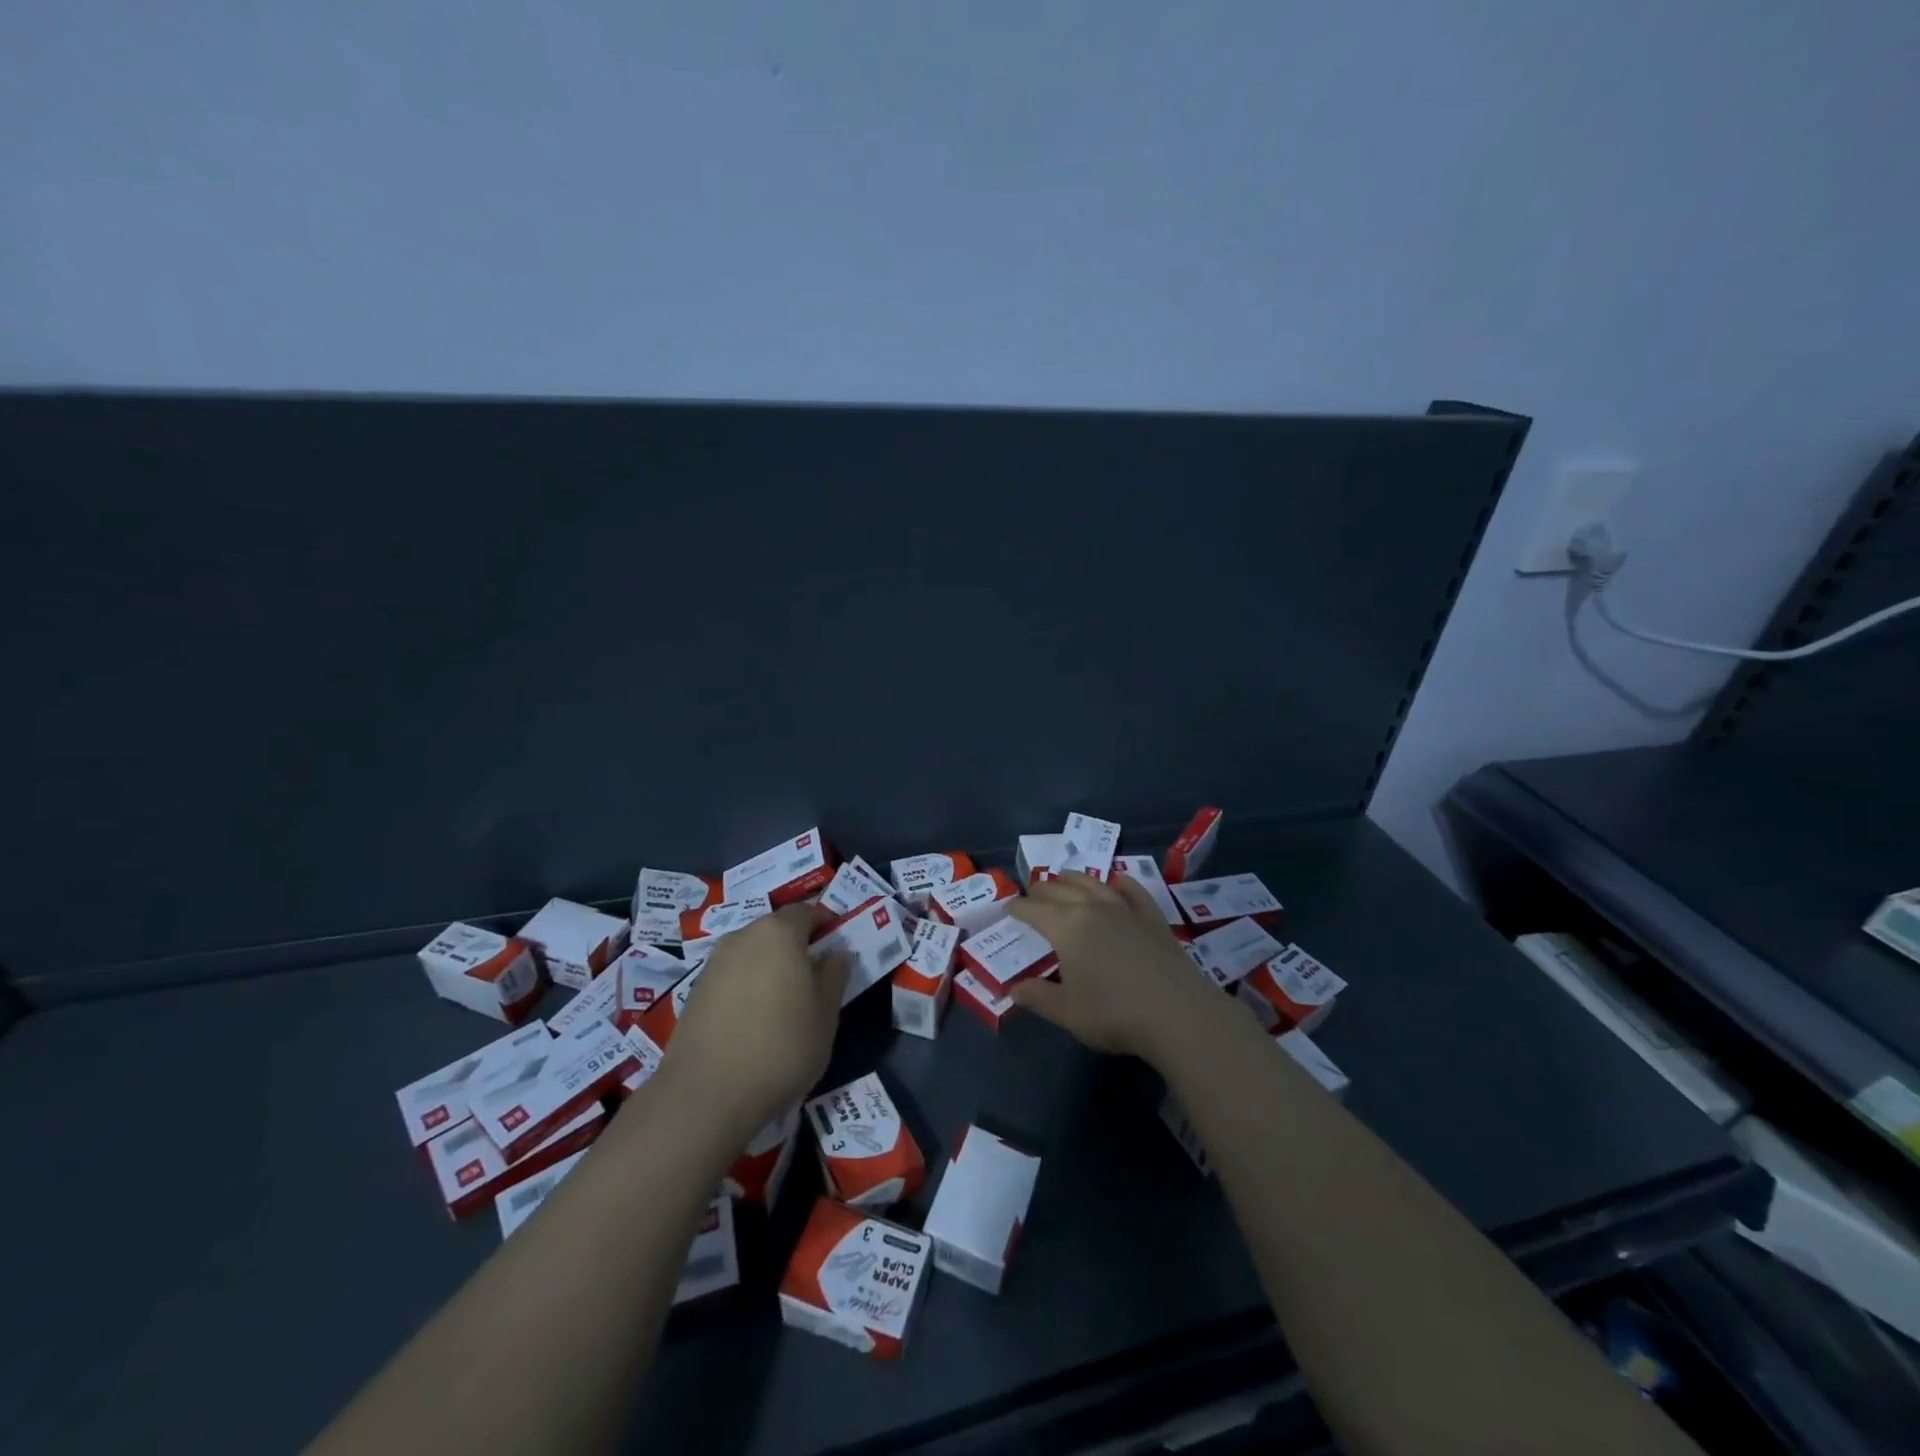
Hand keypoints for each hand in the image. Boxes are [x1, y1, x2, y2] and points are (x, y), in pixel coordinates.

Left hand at [659, 904, 849, 1140]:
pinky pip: (731, 976)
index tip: (836, 945)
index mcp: (779, 933)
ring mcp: (714, 963)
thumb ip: (834, 976)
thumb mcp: (826, 1014)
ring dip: (769, 967)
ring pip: (752, 953)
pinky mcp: (695, 992)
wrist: (705, 1095)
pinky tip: (754, 1020)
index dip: (825, 924)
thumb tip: (836, 954)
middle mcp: (743, 936)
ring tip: (784, 1002)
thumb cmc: (781, 1047)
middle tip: (814, 977)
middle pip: (776, 930)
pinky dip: (747, 987)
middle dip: (796, 946)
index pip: (807, 912)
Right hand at [1007, 873, 1218, 1063]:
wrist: (1177, 1013)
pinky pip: (1132, 889)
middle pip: (1058, 889)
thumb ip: (1037, 997)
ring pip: (1092, 881)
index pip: (1032, 909)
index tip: (1008, 909)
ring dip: (1072, 878)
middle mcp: (1091, 907)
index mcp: (1065, 927)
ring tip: (1063, 879)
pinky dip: (1119, 881)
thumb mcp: (1067, 1012)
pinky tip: (1117, 881)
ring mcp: (1124, 907)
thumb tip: (1013, 989)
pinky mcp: (1151, 915)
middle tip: (1031, 897)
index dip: (1016, 908)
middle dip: (1040, 891)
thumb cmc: (1114, 1014)